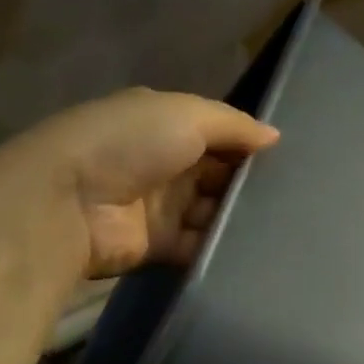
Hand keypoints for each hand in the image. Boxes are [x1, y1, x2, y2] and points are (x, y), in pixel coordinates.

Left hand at [0, 88, 278, 277]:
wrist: (68, 203)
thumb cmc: (129, 144)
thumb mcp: (186, 114)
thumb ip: (234, 125)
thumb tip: (275, 136)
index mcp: (164, 125)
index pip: (218, 134)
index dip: (248, 144)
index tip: (287, 159)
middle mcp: (165, 163)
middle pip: (219, 174)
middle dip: (250, 183)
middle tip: (294, 196)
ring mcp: (161, 206)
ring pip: (214, 211)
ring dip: (240, 216)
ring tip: (284, 224)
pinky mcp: (160, 245)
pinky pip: (201, 245)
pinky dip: (223, 247)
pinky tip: (256, 249)